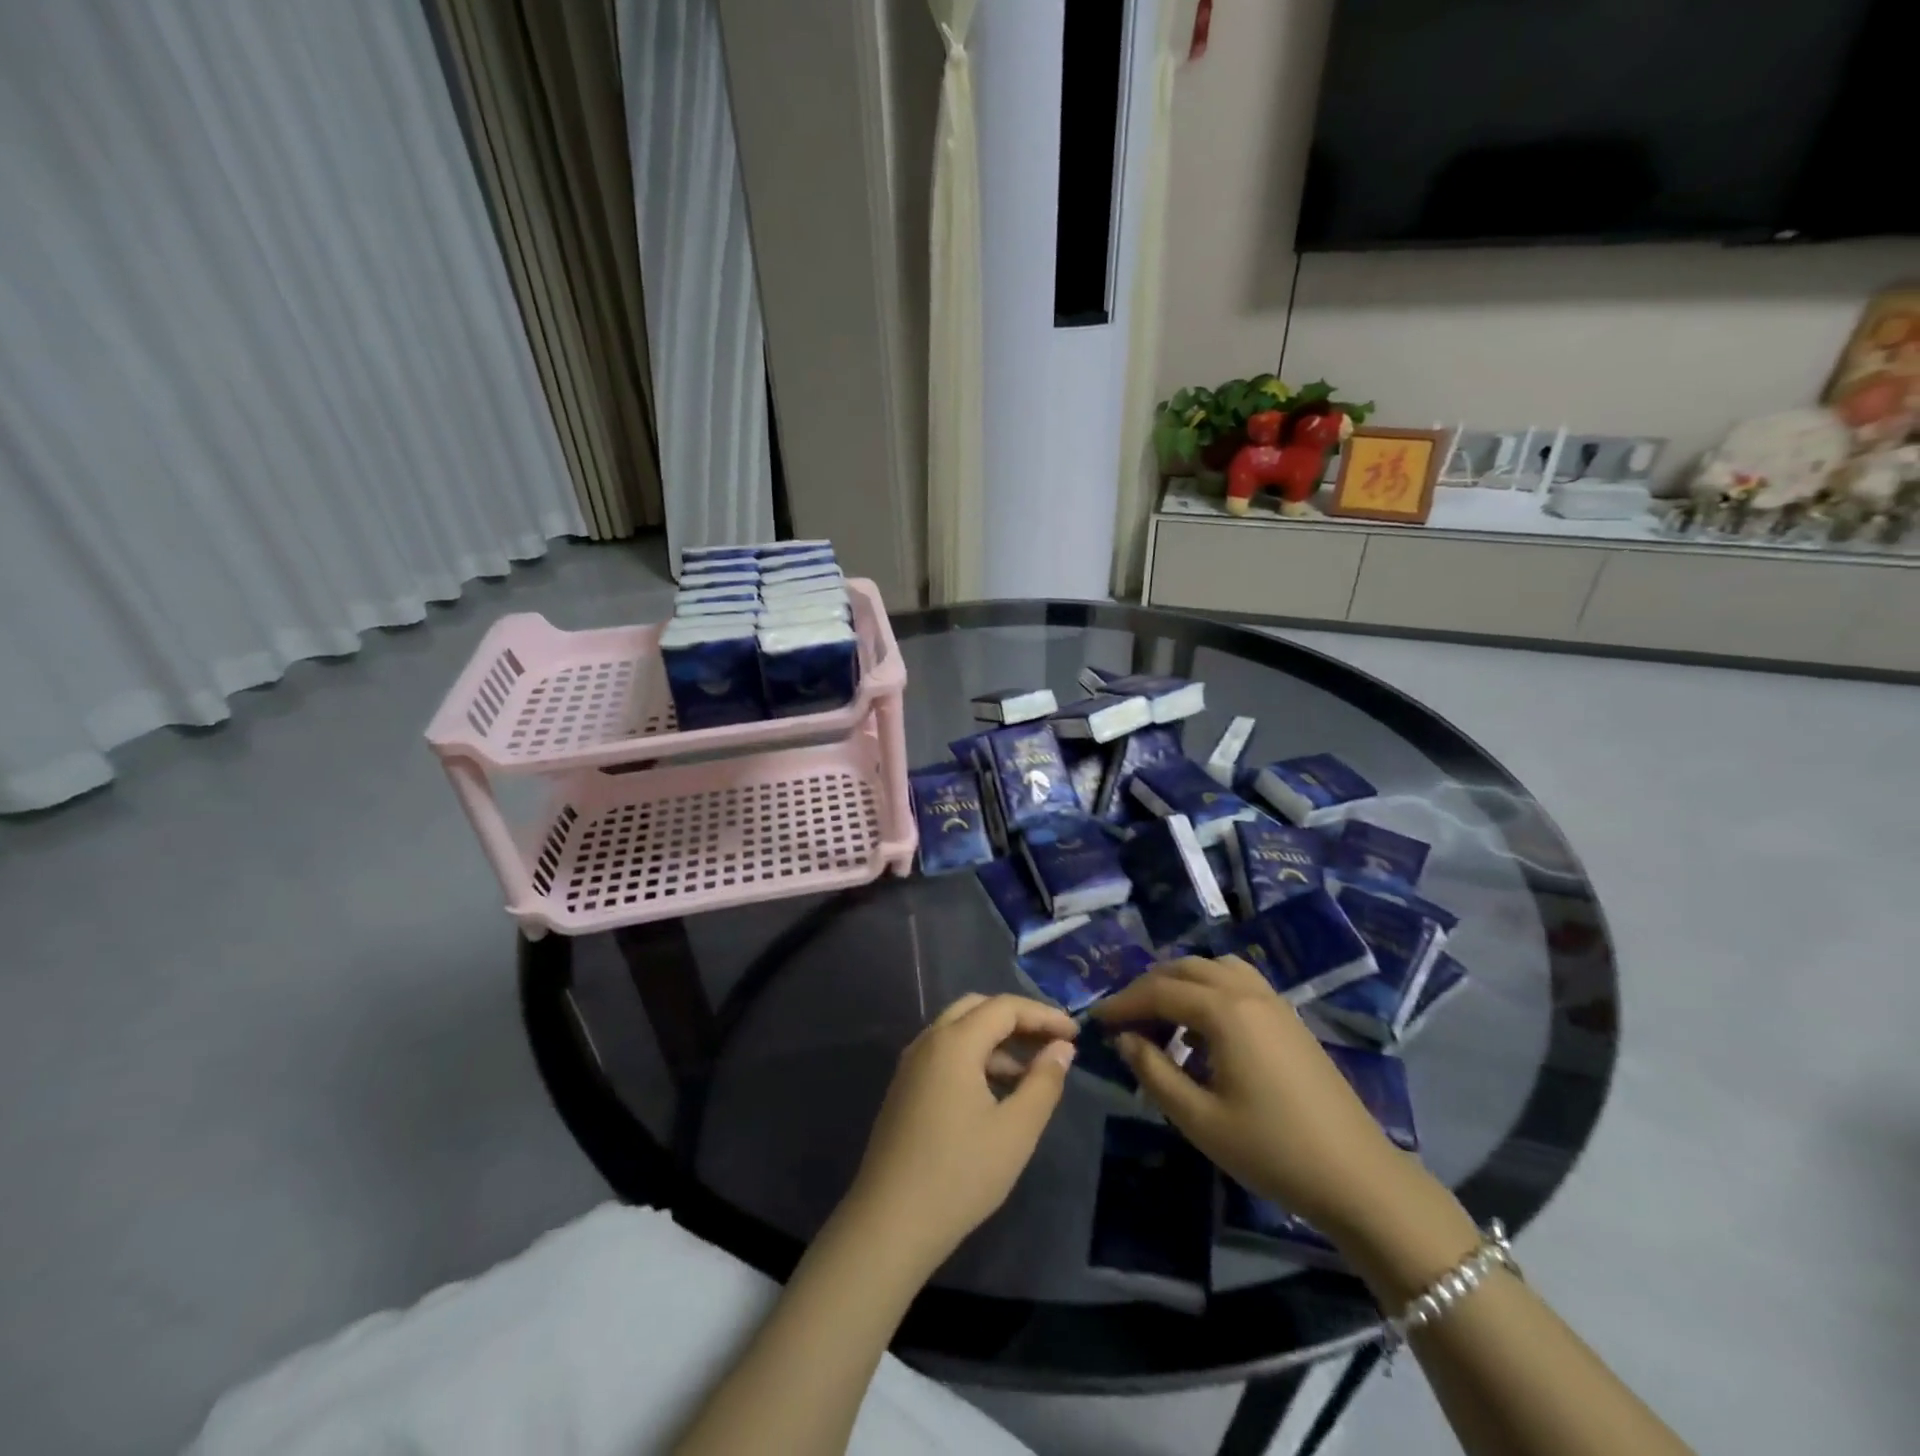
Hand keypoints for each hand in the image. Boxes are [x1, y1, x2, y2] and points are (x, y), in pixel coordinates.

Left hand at [844, 993, 1077, 1276]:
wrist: (890, 1223)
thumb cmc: (960, 1174)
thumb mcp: (1015, 1131)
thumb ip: (1043, 1083)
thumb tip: (1061, 1048)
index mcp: (953, 1042)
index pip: (1004, 1007)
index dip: (1043, 1015)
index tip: (1076, 1033)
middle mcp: (928, 1041)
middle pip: (978, 1008)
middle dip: (1018, 1019)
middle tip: (1052, 1042)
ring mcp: (911, 1064)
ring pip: (959, 1031)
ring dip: (997, 1042)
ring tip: (1032, 1073)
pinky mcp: (905, 1088)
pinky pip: (945, 1054)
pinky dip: (975, 1058)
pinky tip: (997, 1092)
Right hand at [1091, 956, 1406, 1229]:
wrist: (1358, 1177)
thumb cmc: (1272, 1150)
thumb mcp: (1199, 1119)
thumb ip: (1153, 1072)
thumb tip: (1124, 1039)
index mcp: (1224, 1011)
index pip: (1159, 991)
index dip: (1123, 1003)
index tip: (1096, 1020)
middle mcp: (1248, 992)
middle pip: (1185, 968)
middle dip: (1148, 987)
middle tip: (1124, 1018)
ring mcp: (1274, 1002)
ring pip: (1215, 968)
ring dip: (1181, 981)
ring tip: (1161, 1015)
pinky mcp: (1290, 1018)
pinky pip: (1239, 982)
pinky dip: (1210, 988)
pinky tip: (1204, 1027)